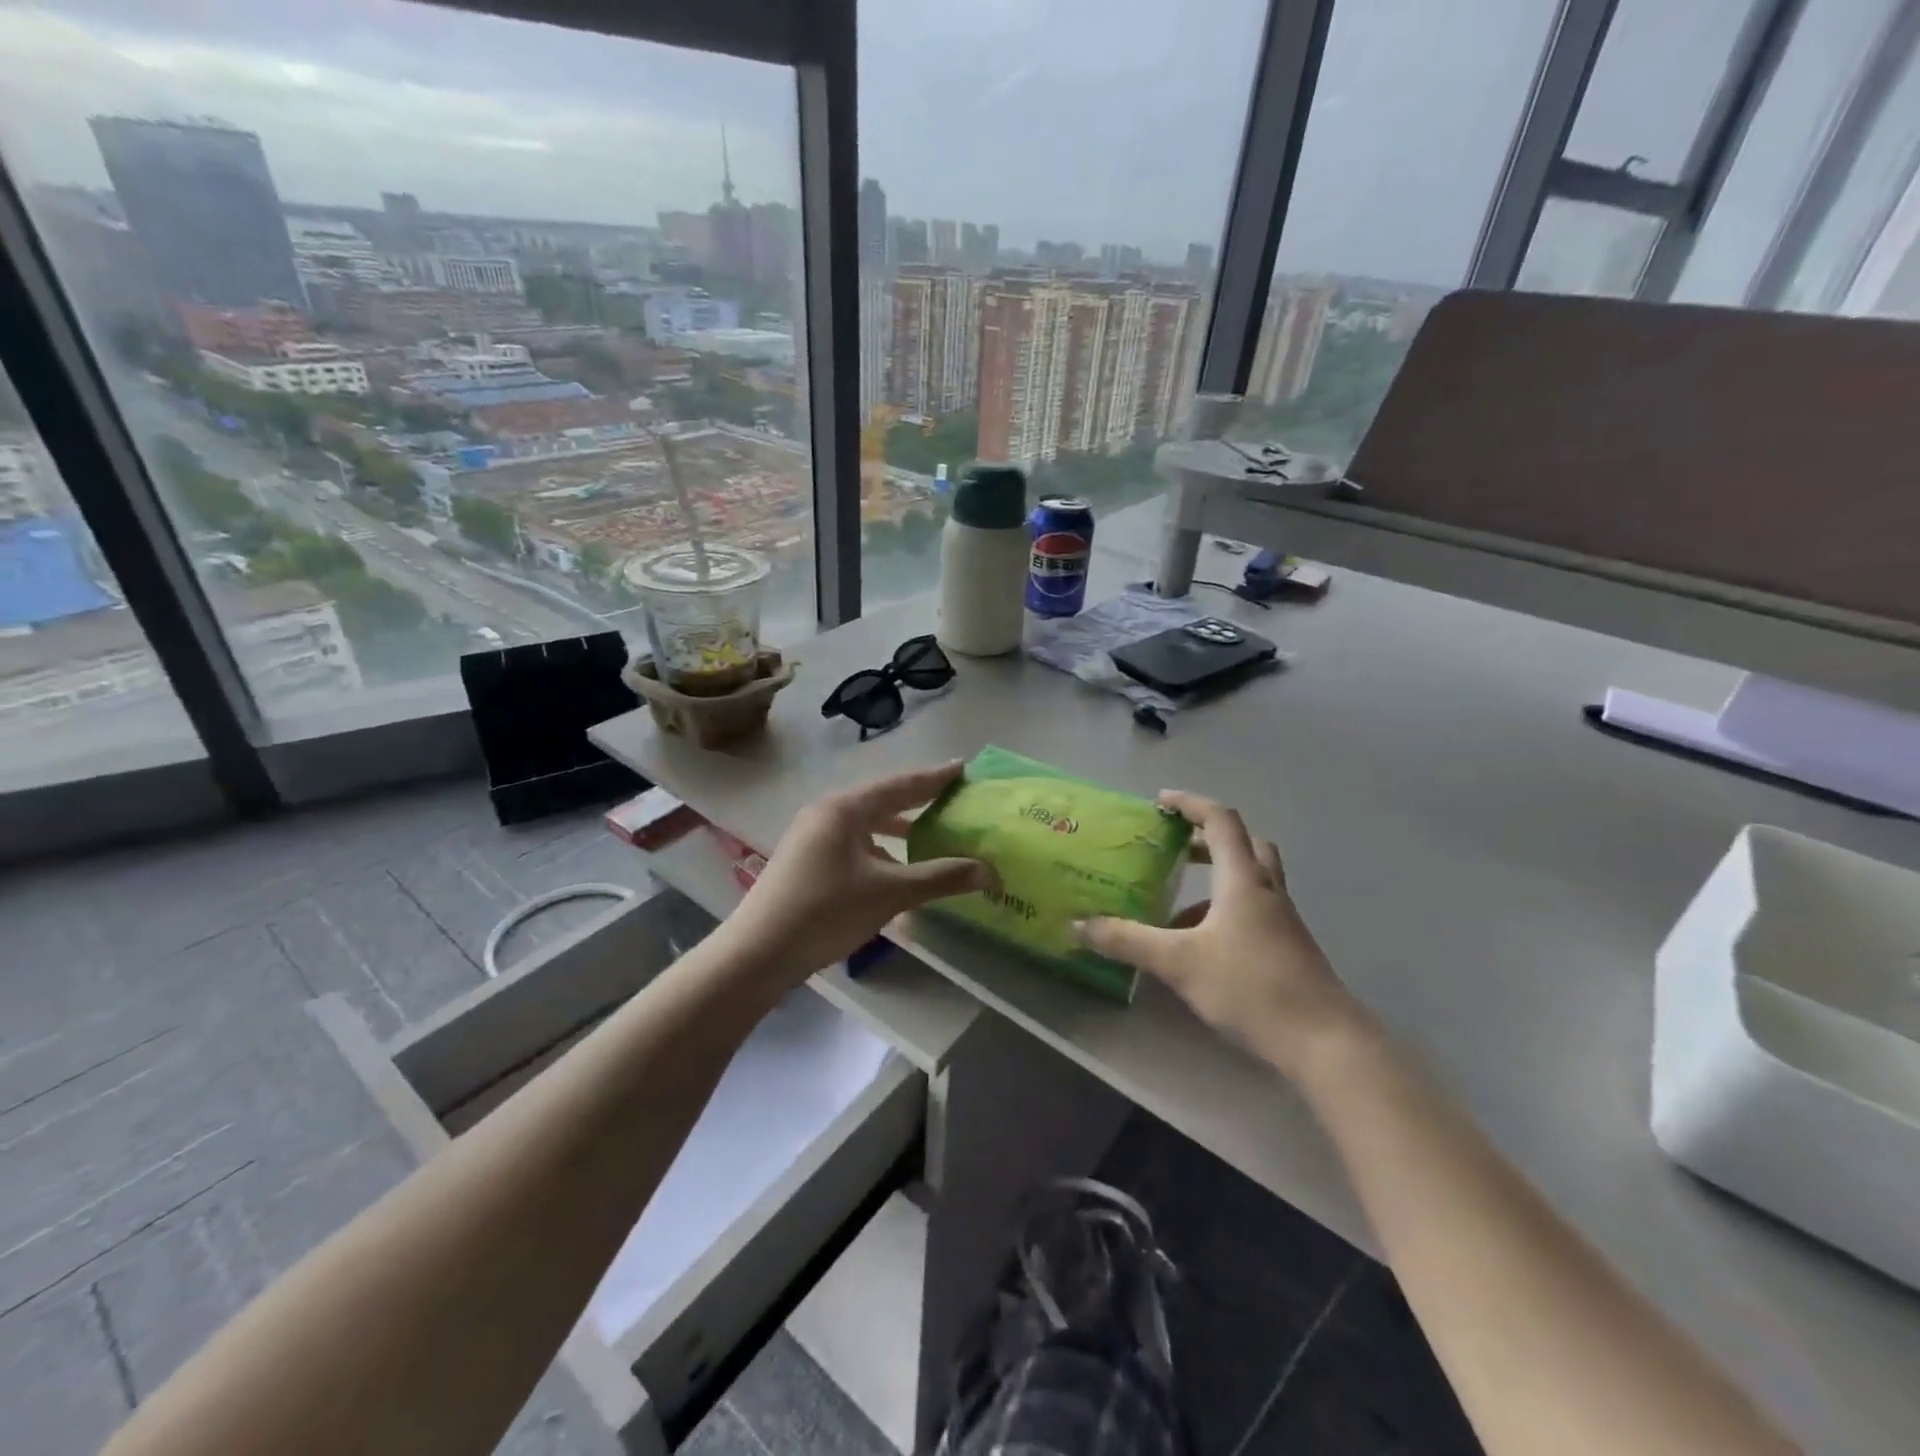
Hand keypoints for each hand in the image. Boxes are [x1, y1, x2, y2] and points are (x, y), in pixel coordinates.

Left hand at [717, 762, 993, 984]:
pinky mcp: (806, 860)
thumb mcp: (889, 893)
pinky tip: (895, 870)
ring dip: (898, 828)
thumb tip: (989, 871)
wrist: (758, 953)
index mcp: (846, 809)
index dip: (935, 778)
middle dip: (918, 800)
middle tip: (952, 797)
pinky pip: (853, 843)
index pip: (901, 785)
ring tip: (930, 833)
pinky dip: (879, 849)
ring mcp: (812, 836)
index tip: (963, 767)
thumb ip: (940, 878)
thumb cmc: (826, 912)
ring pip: (866, 824)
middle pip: (883, 800)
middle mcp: (827, 812)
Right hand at [1077, 791, 1369, 1078]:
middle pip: (1244, 843)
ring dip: (1215, 877)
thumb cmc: (1252, 987)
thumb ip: (1128, 941)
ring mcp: (1282, 920)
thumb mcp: (1179, 963)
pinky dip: (1224, 911)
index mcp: (1242, 879)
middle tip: (1174, 845)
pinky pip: (1252, 910)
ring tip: (1175, 903)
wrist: (1324, 1042)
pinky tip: (1199, 946)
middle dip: (1206, 837)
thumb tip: (1079, 925)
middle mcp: (1266, 890)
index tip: (1160, 802)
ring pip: (1250, 879)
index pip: (1220, 821)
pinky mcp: (1288, 947)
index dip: (1190, 804)